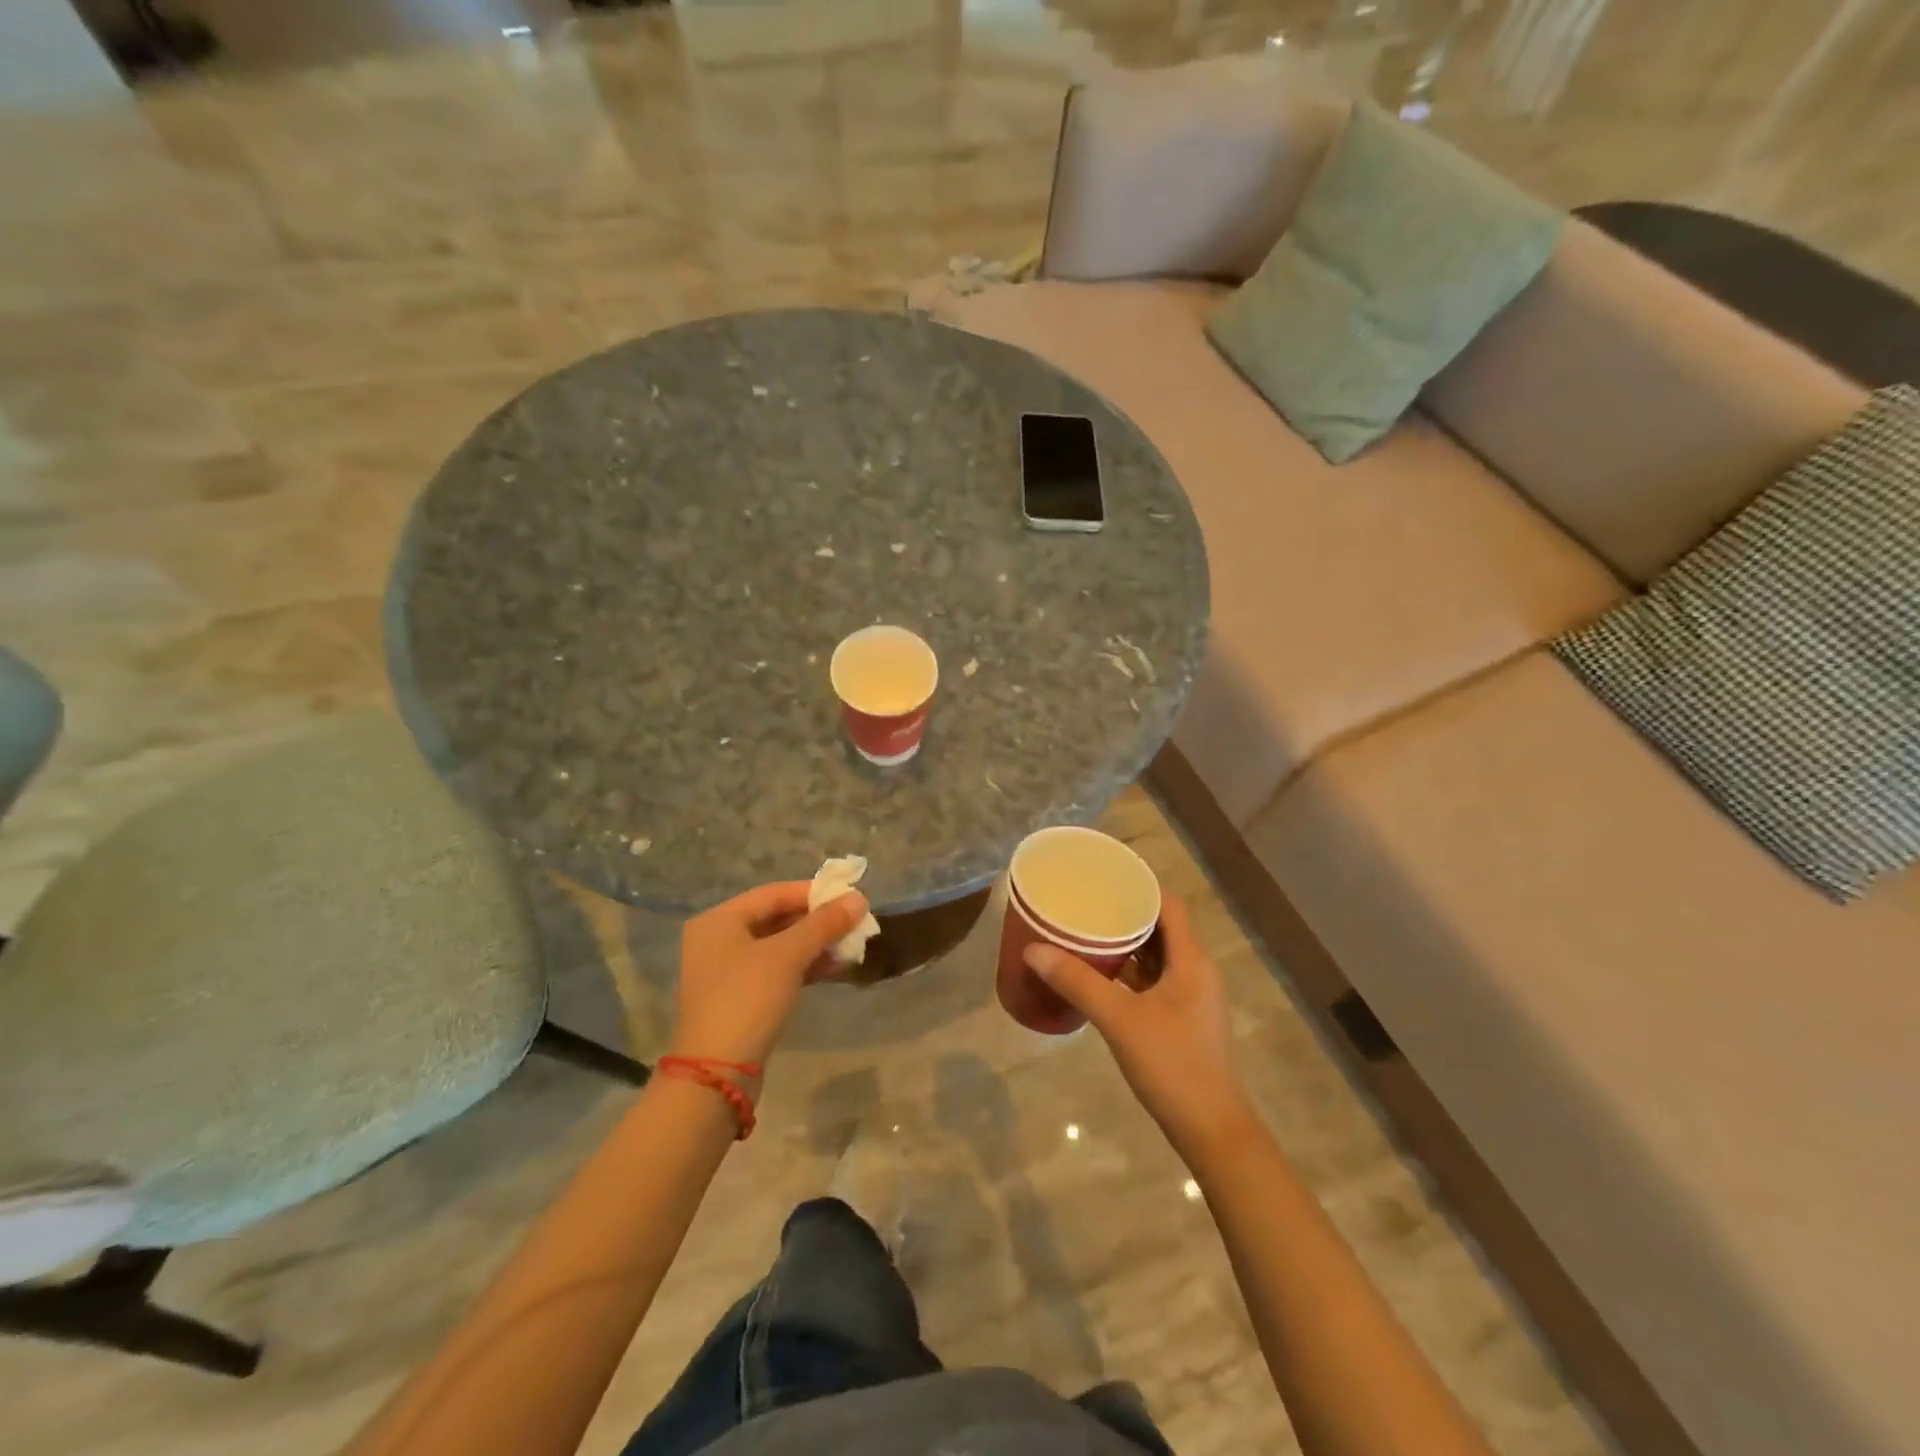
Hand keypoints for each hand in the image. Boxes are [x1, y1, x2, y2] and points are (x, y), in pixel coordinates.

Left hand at [670, 882, 869, 1068]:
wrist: (717, 1073)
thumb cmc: (748, 999)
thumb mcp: (788, 956)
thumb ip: (824, 924)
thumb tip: (859, 898)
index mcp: (719, 920)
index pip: (774, 893)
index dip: (813, 893)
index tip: (849, 897)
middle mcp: (718, 940)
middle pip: (776, 919)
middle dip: (817, 922)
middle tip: (854, 923)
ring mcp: (726, 972)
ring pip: (779, 947)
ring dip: (815, 945)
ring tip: (851, 946)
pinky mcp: (739, 998)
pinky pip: (776, 970)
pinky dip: (803, 967)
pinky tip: (834, 969)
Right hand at [1025, 896, 1252, 1156]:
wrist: (1211, 1130)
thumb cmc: (1172, 1065)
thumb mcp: (1120, 1019)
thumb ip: (1078, 982)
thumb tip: (1034, 949)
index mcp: (1191, 961)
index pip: (1168, 905)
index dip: (1140, 886)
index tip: (1104, 877)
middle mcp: (1195, 971)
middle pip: (1161, 927)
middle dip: (1125, 914)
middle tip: (1086, 903)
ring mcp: (1190, 997)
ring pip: (1157, 956)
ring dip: (1127, 944)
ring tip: (1086, 931)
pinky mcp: (1182, 1019)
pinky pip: (1154, 980)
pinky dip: (1130, 971)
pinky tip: (1100, 974)